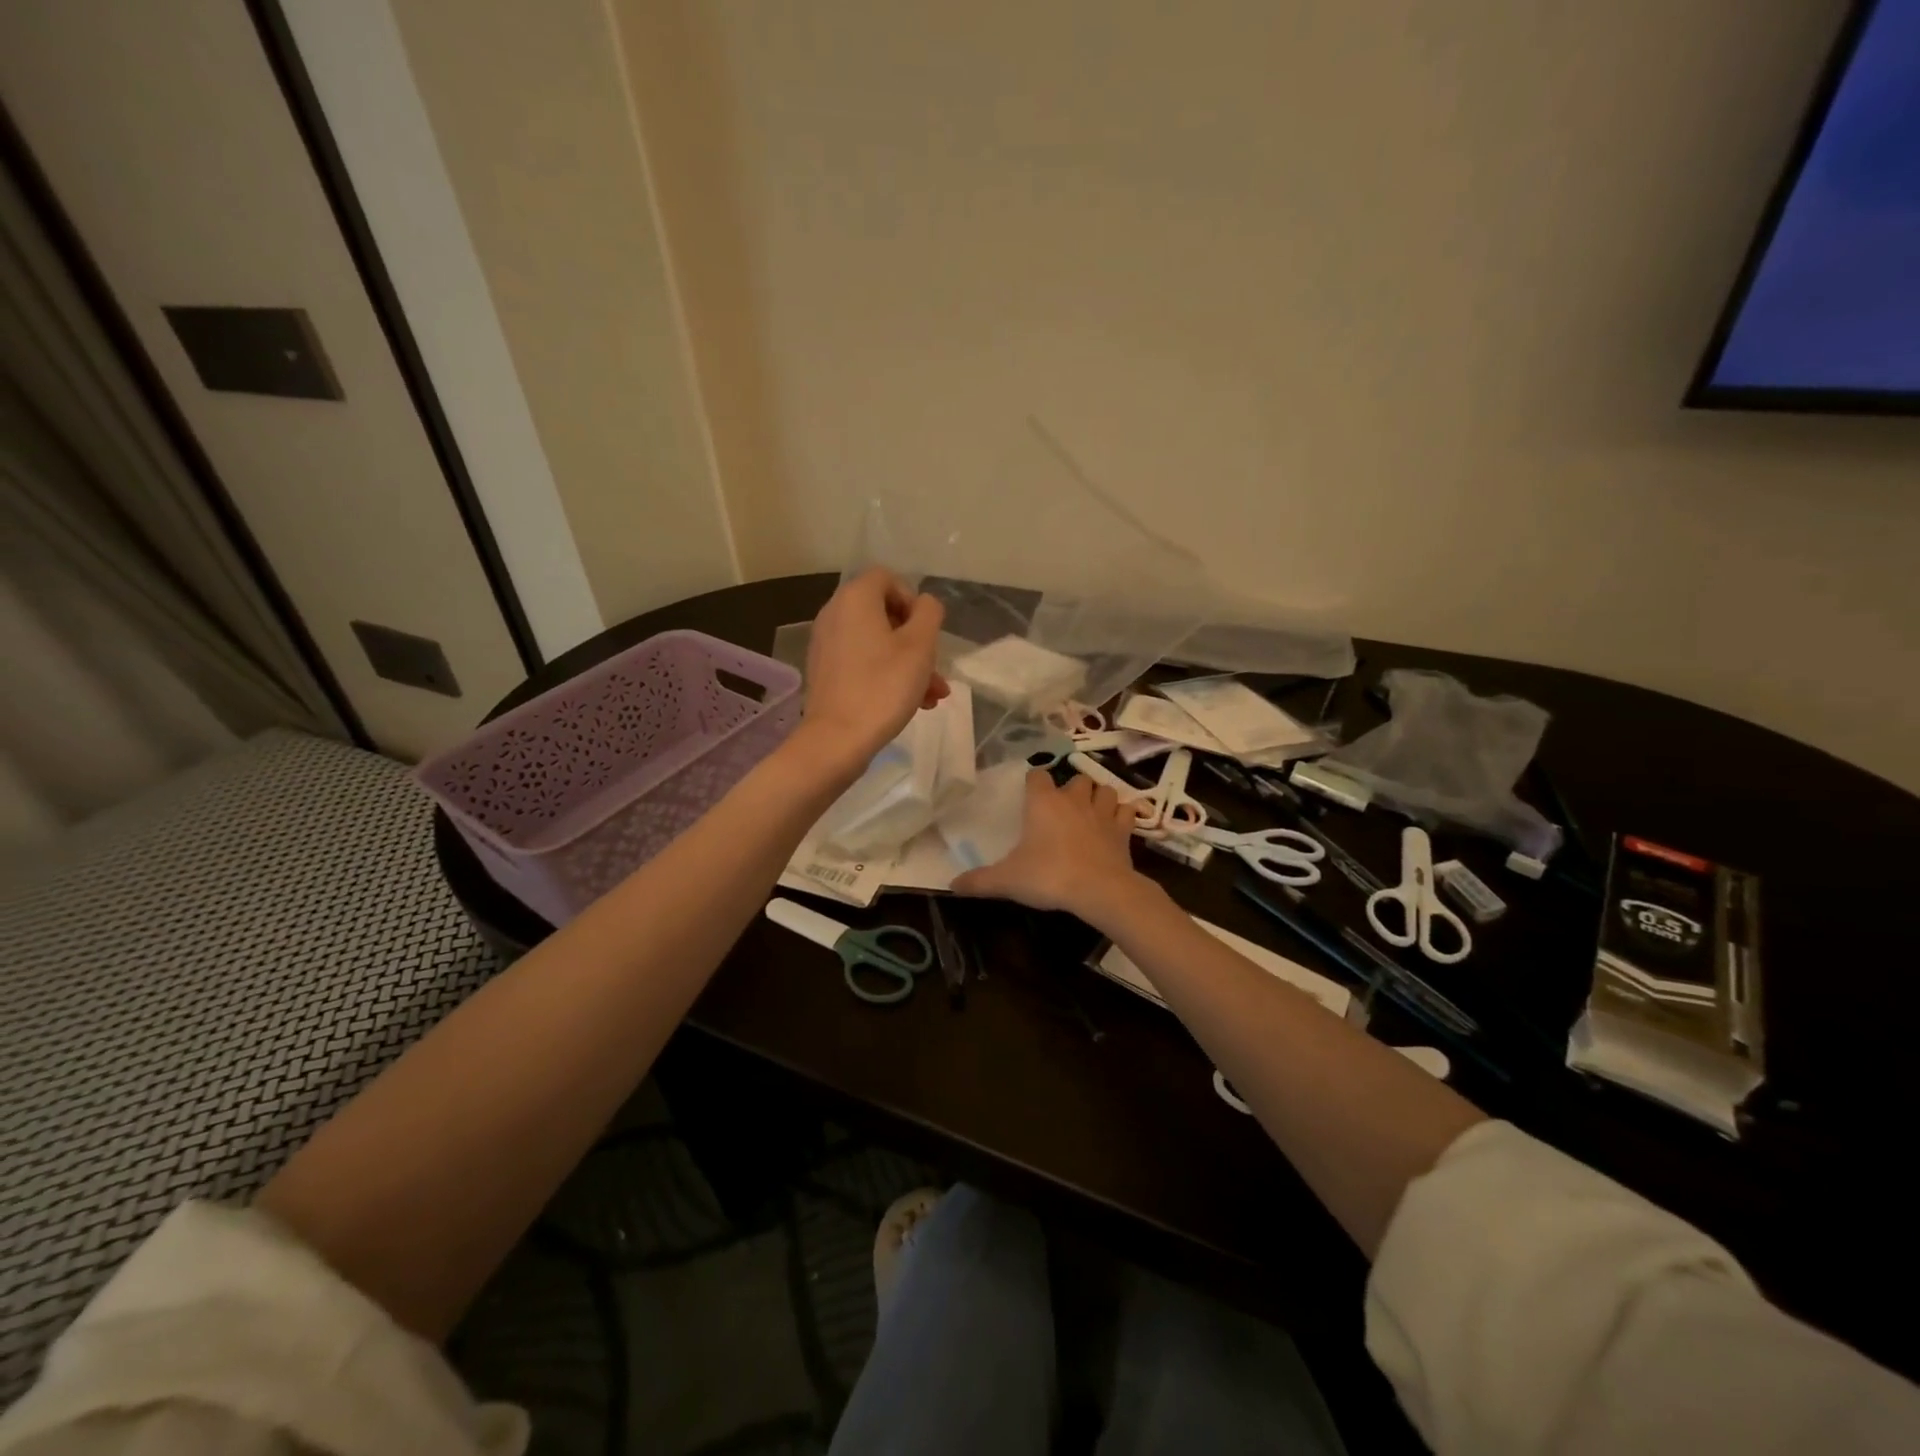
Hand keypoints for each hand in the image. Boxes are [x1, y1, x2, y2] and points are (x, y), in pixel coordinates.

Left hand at [797, 568, 948, 769]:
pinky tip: (912, 704)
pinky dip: (886, 674)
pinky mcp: (825, 671)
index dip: (913, 601)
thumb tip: (924, 605)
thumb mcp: (920, 646)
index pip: (888, 578)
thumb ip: (929, 614)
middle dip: (917, 641)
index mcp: (855, 599)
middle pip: (884, 614)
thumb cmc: (883, 686)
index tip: (926, 633)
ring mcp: (827, 644)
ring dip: (908, 664)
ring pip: (877, 643)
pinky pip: (862, 661)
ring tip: (932, 696)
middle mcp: (835, 614)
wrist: (837, 739)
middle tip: (935, 670)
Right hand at [952, 771, 1145, 923]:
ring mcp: (1102, 812)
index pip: (1037, 775)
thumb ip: (979, 881)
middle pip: (1075, 778)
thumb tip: (951, 885)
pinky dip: (1124, 814)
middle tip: (1063, 808)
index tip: (1030, 796)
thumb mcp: (1007, 881)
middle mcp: (1073, 799)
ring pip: (1104, 789)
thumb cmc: (1049, 877)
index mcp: (1043, 803)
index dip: (1034, 783)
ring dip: (1099, 796)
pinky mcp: (1124, 829)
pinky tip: (1117, 825)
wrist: (1099, 890)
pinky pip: (1128, 811)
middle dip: (1071, 789)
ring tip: (1091, 811)